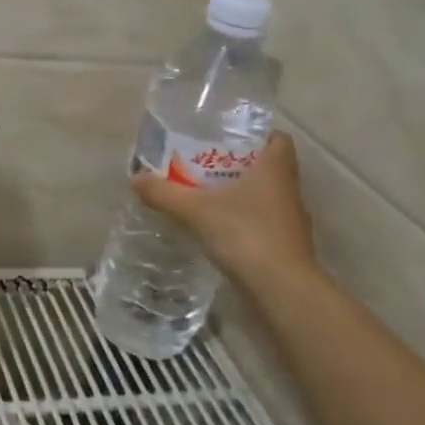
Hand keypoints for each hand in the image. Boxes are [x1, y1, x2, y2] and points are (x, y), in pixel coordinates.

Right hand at [132, 131, 321, 295]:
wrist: (281, 289)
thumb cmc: (245, 234)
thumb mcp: (196, 210)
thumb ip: (164, 193)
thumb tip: (134, 178)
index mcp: (275, 169)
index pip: (278, 138)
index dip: (258, 134)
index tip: (229, 137)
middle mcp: (288, 189)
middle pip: (268, 166)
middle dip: (240, 163)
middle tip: (206, 162)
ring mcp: (290, 219)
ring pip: (266, 195)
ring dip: (241, 192)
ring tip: (206, 193)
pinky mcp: (285, 244)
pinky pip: (263, 220)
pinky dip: (243, 218)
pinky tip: (218, 226)